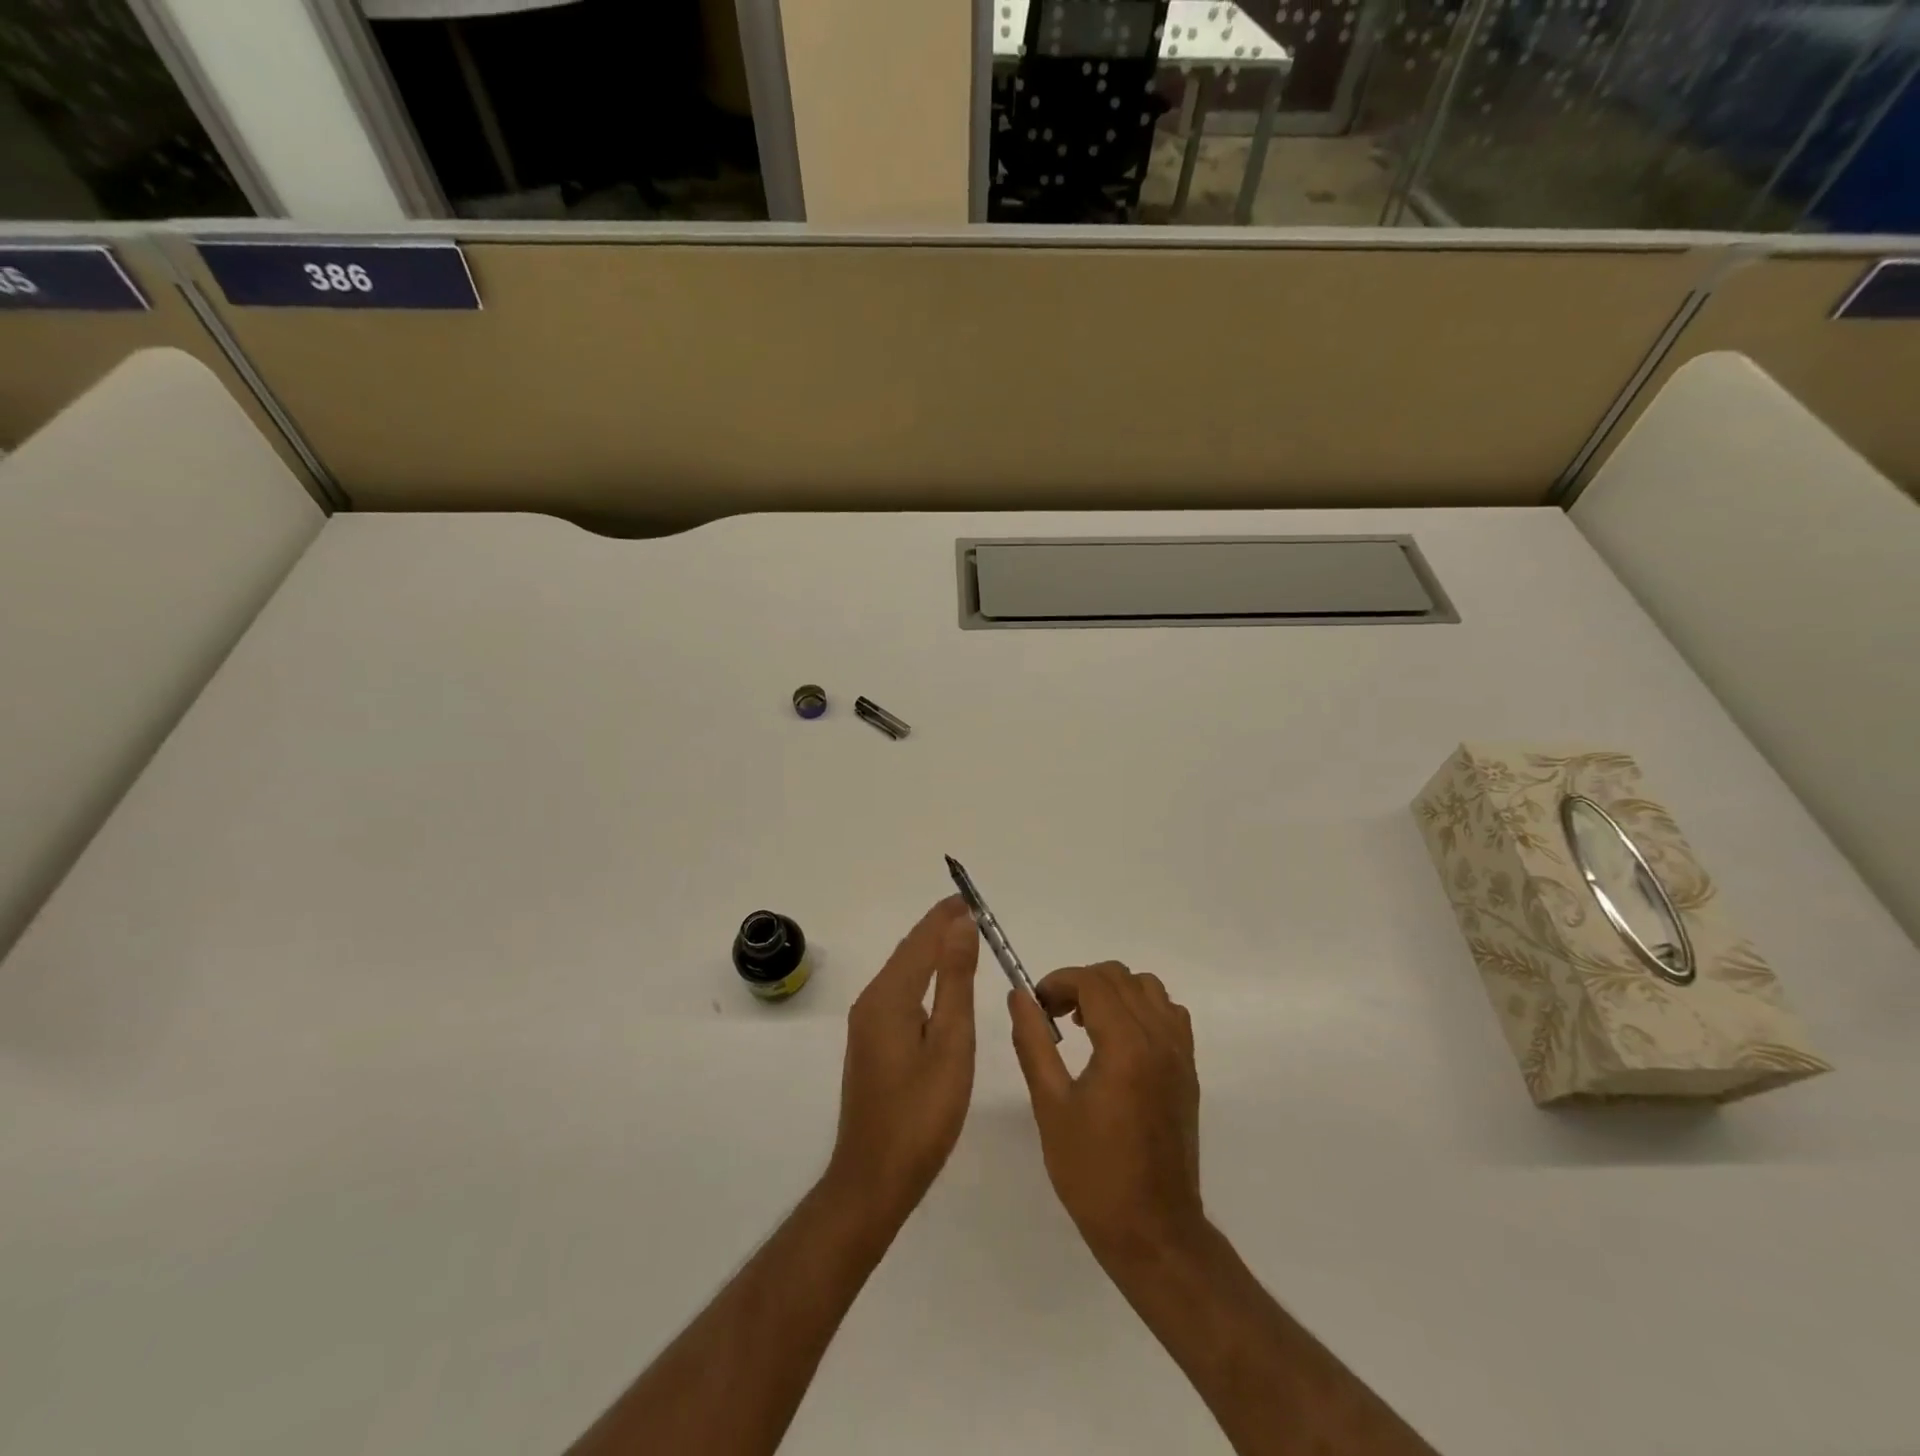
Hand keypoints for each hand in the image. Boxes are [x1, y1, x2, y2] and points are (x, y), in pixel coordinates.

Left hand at [824, 897, 980, 1228]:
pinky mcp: (871, 1043)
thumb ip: (955, 981)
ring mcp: (867, 1024)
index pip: (920, 941)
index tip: (971, 897)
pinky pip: (899, 993)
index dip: (945, 916)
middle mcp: (871, 1002)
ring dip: (931, 951)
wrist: (873, 1179)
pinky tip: (940, 985)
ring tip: (964, 939)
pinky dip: (922, 977)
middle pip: (908, 952)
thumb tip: (961, 925)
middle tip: (973, 912)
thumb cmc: (921, 1114)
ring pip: (902, 972)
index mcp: (889, 998)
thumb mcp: (951, 1044)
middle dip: (938, 928)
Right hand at [1009, 962, 1204, 1268]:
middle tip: (1055, 1015)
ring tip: (1088, 1025)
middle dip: (1082, 984)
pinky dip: (1142, 1009)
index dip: (1059, 982)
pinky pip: (1169, 1014)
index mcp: (1125, 1045)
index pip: (1093, 982)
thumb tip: (1020, 996)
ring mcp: (1180, 1053)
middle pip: (1121, 977)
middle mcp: (1159, 1038)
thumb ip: (1033, 1042)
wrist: (1152, 1230)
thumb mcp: (1050, 1106)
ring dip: (1114, 992)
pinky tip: (1120, 1042)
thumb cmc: (1092, 1173)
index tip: (1037, 1005)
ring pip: (1149, 988)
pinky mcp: (1188, 1071)